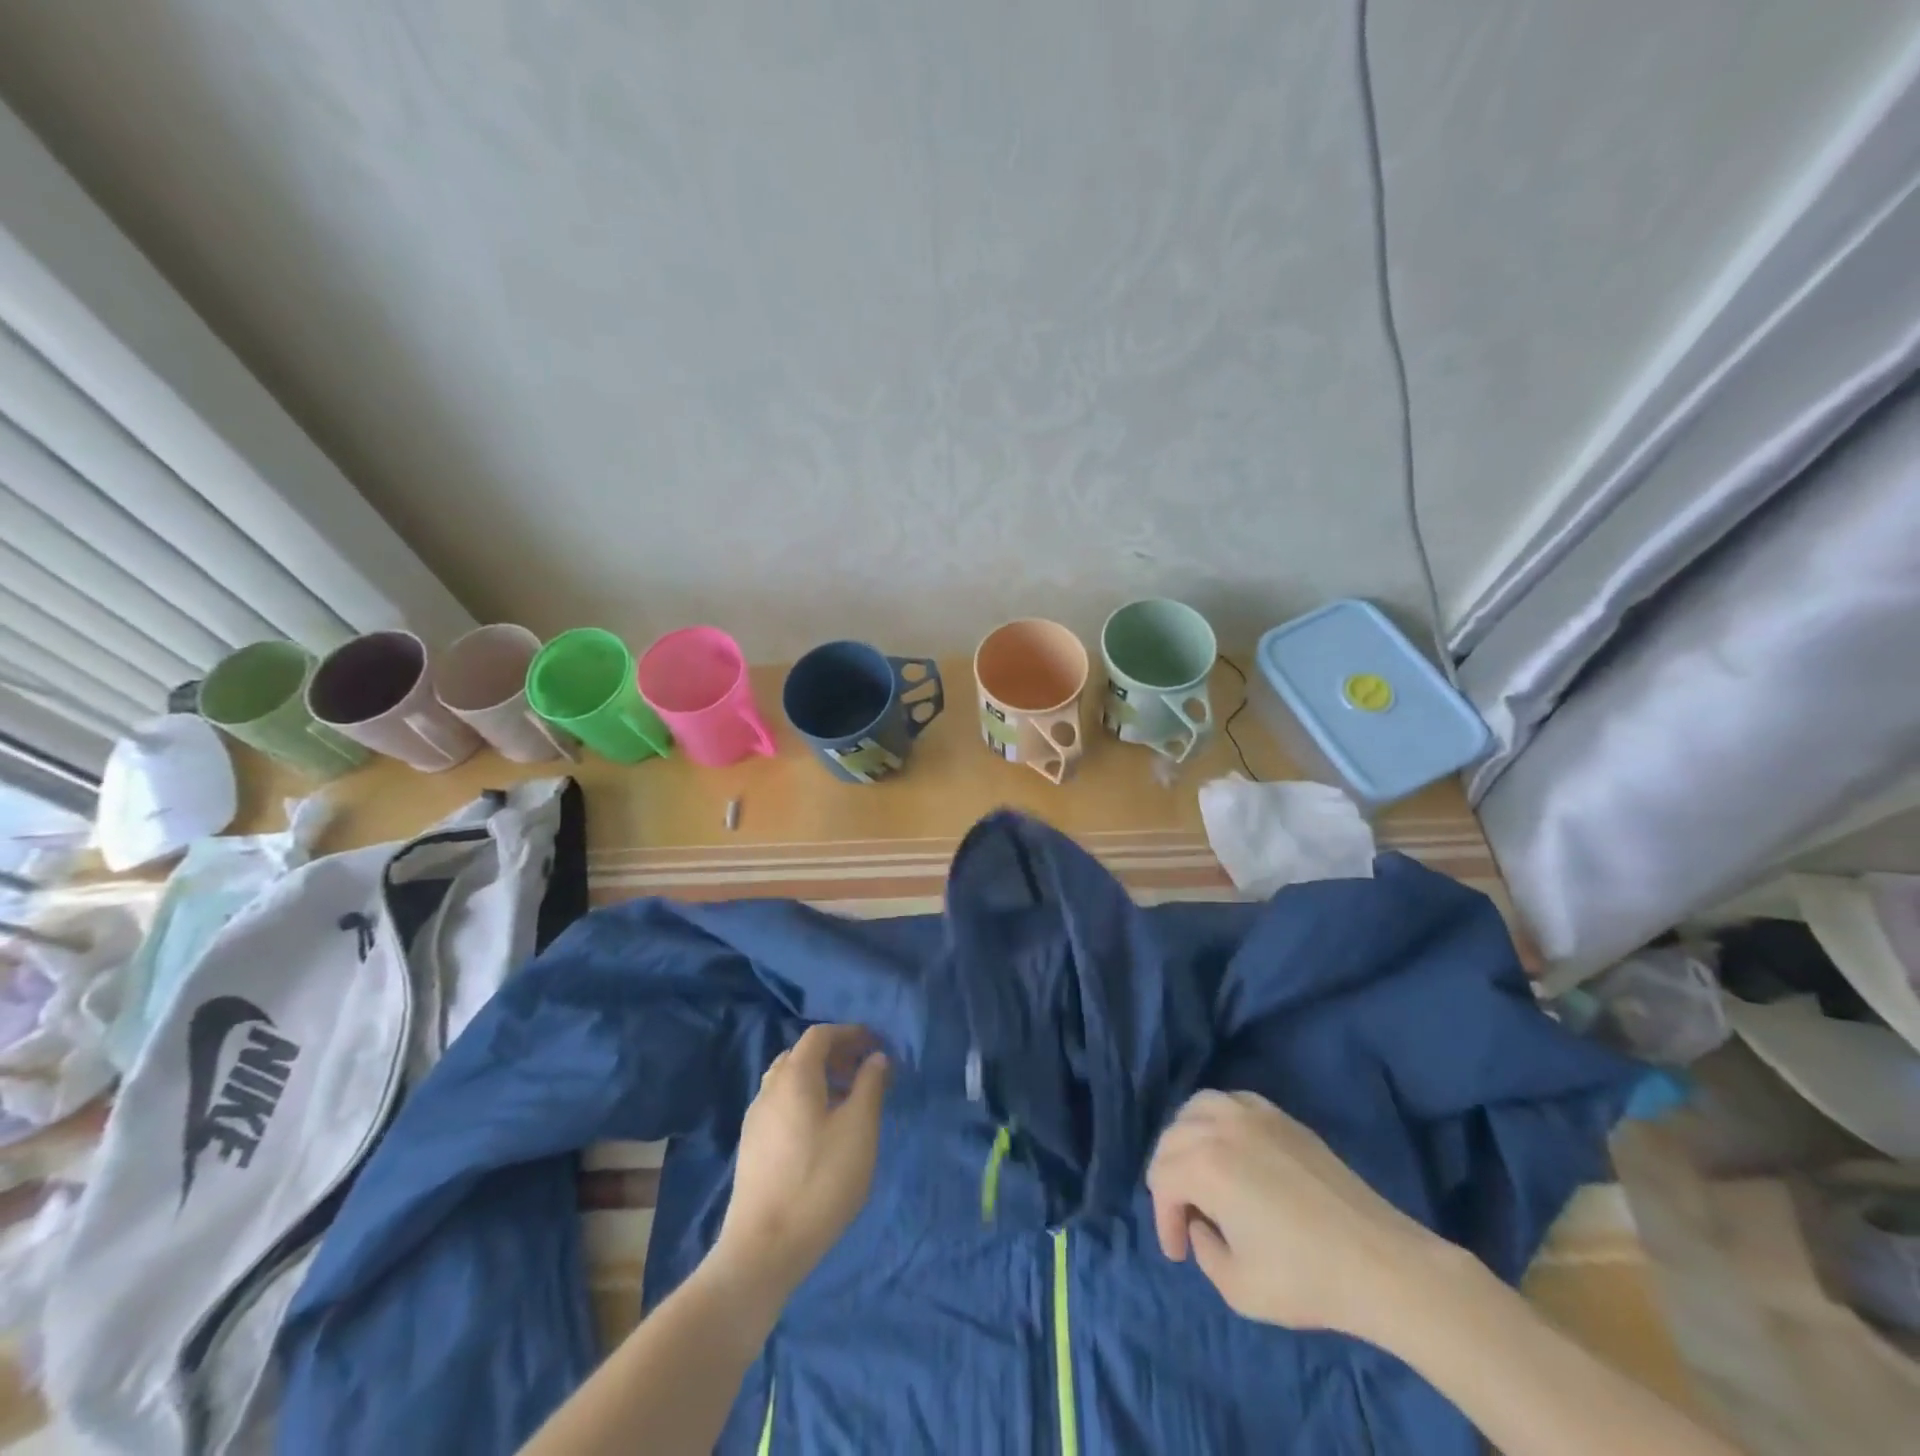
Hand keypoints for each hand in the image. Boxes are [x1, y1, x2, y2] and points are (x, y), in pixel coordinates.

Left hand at [713, 1024, 890, 1306]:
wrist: (763, 1249)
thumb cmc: (820, 1181)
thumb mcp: (859, 1129)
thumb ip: (870, 1086)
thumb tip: (875, 1057)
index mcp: (794, 1076)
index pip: (820, 1035)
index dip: (850, 1033)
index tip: (876, 1044)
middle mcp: (769, 1089)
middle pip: (802, 1055)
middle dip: (835, 1055)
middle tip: (865, 1071)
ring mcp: (756, 1119)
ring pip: (789, 1081)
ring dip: (820, 1079)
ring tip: (848, 1102)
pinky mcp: (752, 1147)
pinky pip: (781, 1105)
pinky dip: (805, 1101)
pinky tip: (823, 1132)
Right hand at [1146, 1090, 1444, 1339]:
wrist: (1380, 1262)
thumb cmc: (1306, 1278)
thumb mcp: (1237, 1287)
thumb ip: (1203, 1250)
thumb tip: (1203, 1223)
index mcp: (1204, 1166)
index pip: (1161, 1181)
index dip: (1163, 1220)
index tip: (1180, 1253)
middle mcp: (1220, 1127)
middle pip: (1171, 1139)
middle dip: (1170, 1180)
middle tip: (1187, 1219)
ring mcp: (1252, 1114)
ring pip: (1196, 1109)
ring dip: (1187, 1140)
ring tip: (1200, 1175)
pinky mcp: (1280, 1115)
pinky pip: (1230, 1101)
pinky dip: (1217, 1119)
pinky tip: (1230, 1149)